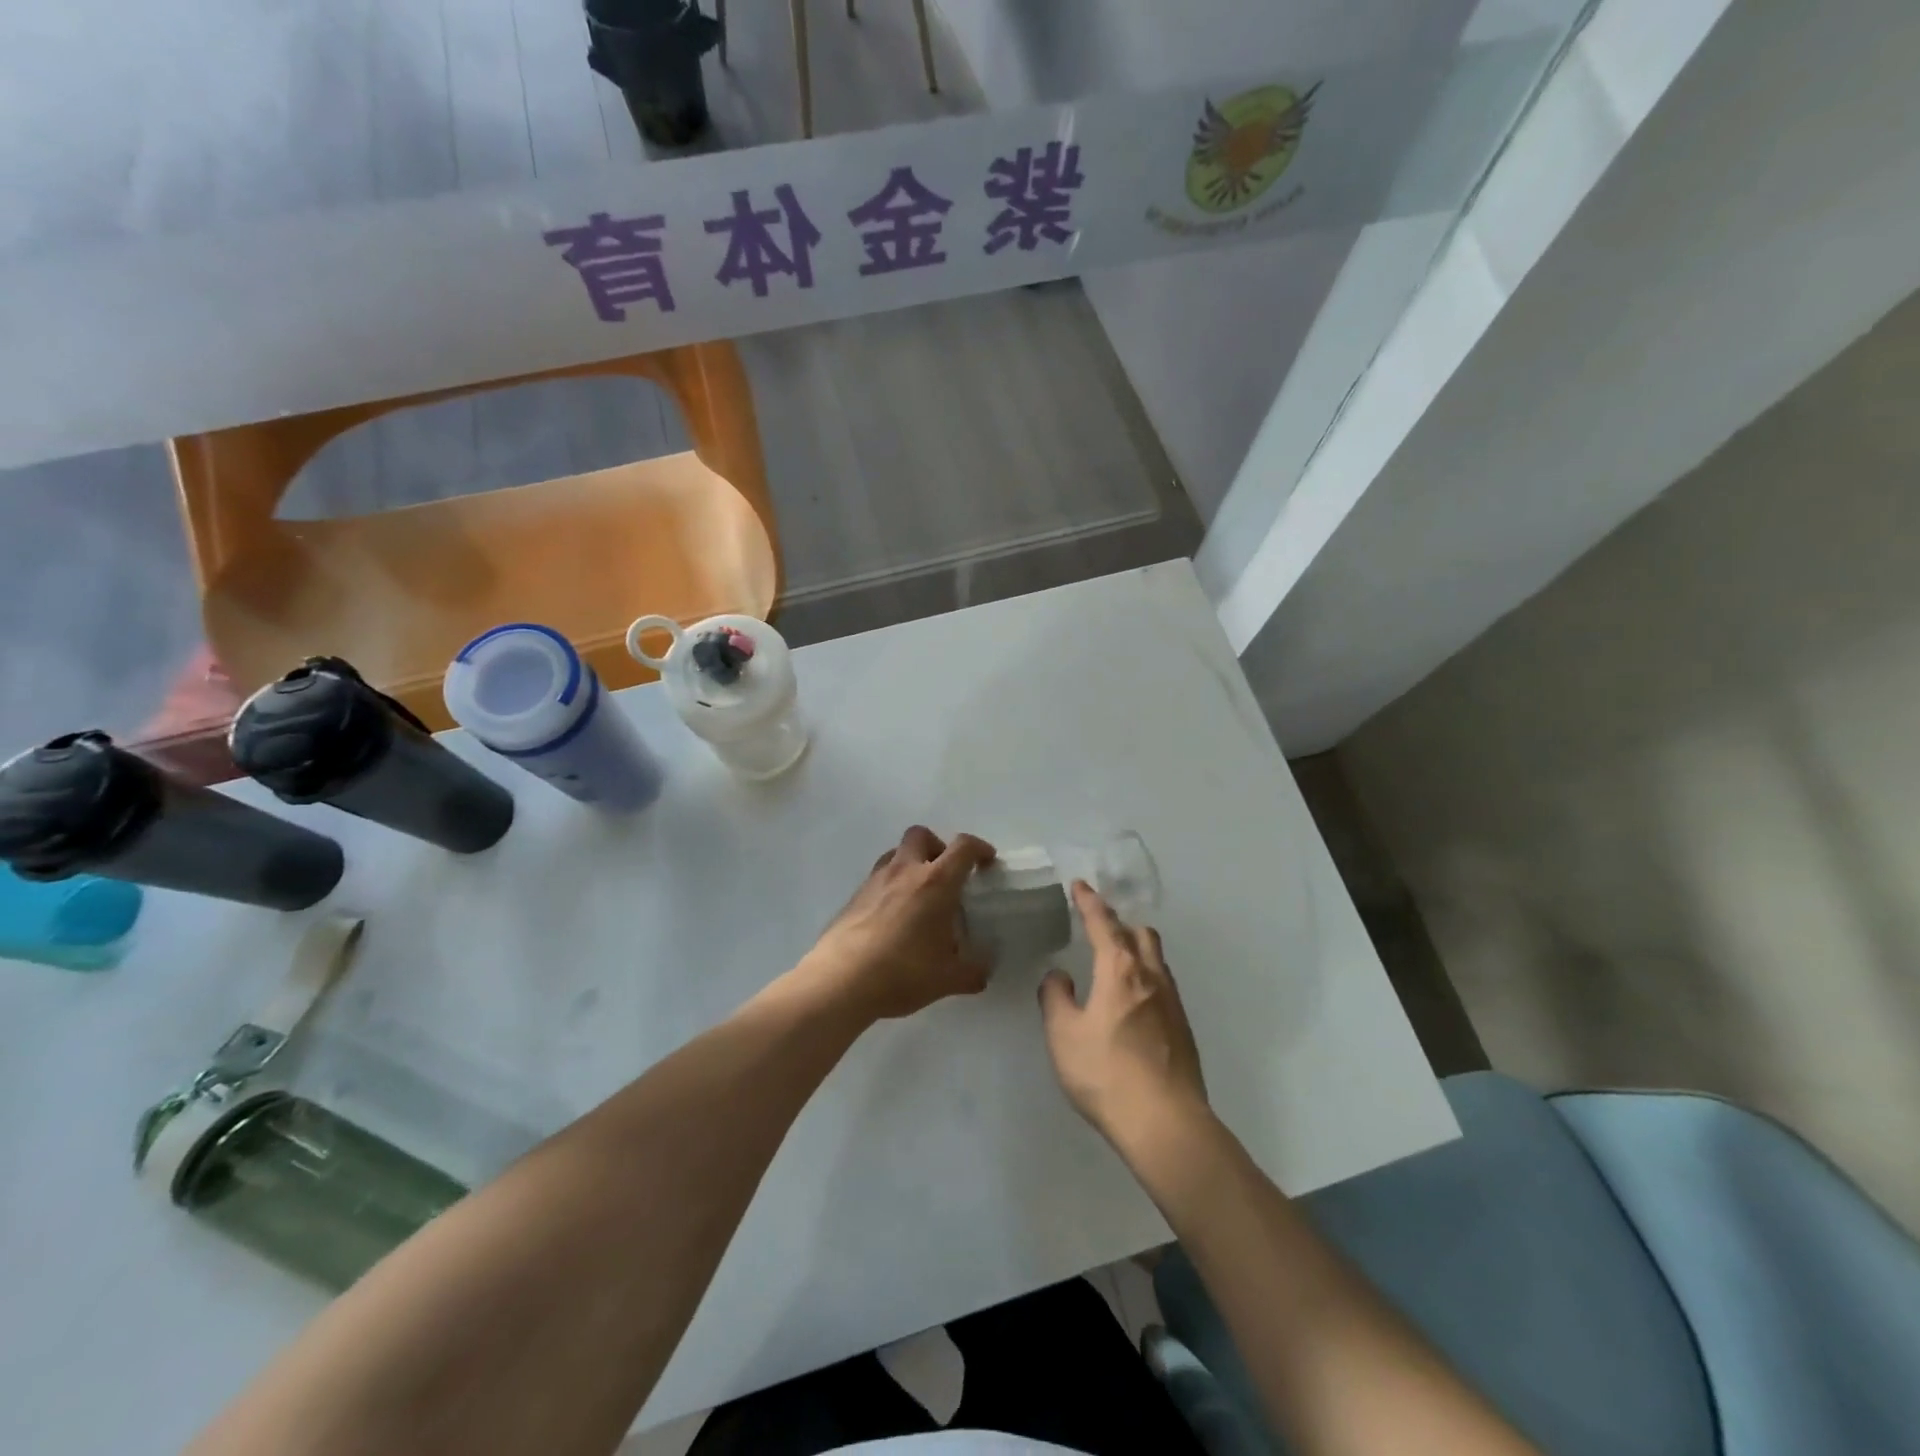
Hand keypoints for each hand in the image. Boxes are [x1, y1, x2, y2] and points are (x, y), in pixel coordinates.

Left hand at [801, 826, 996, 1021]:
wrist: (841, 980)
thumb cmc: (903, 972)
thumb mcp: (948, 979)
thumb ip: (973, 972)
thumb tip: (983, 972)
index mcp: (936, 882)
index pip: (963, 847)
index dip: (979, 848)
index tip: (986, 861)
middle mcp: (905, 871)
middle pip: (921, 835)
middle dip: (938, 846)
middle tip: (946, 873)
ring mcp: (875, 881)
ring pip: (896, 853)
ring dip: (911, 863)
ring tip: (919, 894)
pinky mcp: (854, 897)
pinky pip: (878, 878)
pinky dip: (891, 886)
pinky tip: (893, 916)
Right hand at [1039, 883, 1206, 1144]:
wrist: (1166, 1122)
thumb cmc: (1106, 1073)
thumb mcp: (1063, 1035)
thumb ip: (1056, 998)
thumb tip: (1059, 976)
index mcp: (1120, 969)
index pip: (1103, 923)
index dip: (1089, 902)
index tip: (1080, 886)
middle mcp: (1150, 976)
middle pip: (1140, 934)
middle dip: (1120, 923)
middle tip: (1099, 926)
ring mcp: (1173, 1003)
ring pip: (1156, 959)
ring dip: (1136, 949)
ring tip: (1116, 960)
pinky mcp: (1183, 1028)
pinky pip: (1162, 985)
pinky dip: (1145, 977)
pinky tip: (1133, 1001)